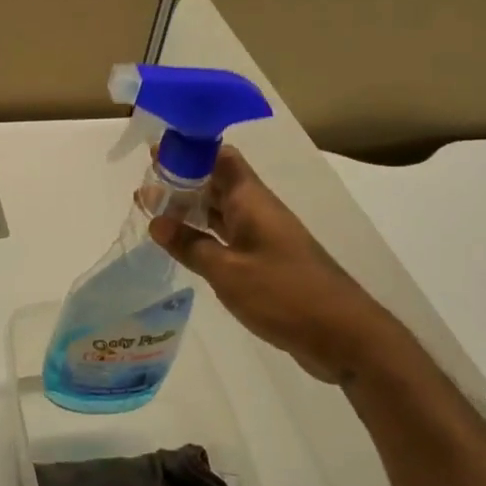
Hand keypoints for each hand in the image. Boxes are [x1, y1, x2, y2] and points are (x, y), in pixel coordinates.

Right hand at [149, 146, 403, 384]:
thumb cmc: (284, 295)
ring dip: (188, 207)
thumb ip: (190, 245)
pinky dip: (201, 233)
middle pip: (217, 182)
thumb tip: (156, 221)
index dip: (190, 150)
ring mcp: (262, 237)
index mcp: (251, 202)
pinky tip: (180, 241)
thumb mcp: (228, 271)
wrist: (342, 335)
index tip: (157, 150)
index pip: (220, 158)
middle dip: (182, 178)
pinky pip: (226, 235)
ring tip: (151, 207)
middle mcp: (257, 211)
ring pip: (220, 210)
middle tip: (144, 180)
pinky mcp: (264, 261)